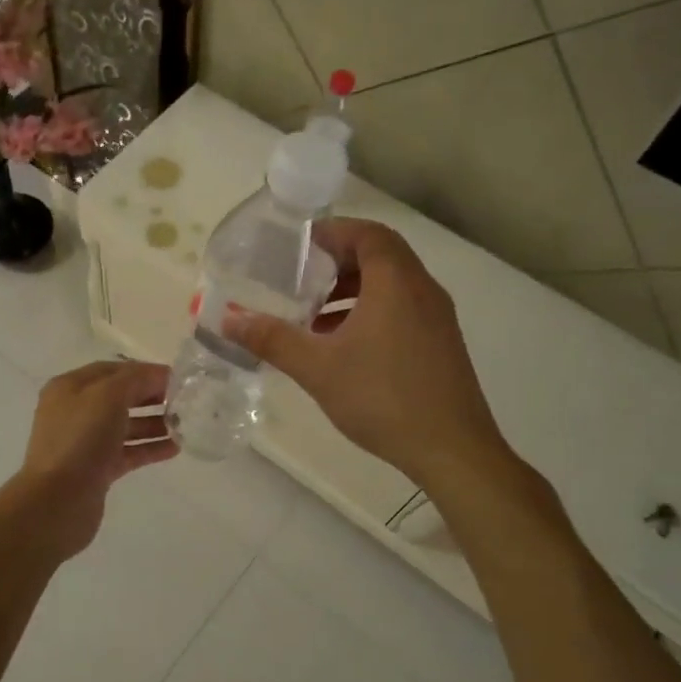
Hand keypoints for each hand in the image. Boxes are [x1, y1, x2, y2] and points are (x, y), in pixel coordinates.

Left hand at [3, 360, 178, 560]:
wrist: (57, 502)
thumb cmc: (80, 440)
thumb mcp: (108, 396)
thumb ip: (135, 379)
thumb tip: (159, 376)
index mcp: (69, 388)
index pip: (112, 370)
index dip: (144, 371)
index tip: (176, 379)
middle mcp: (74, 412)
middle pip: (119, 397)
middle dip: (150, 396)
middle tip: (183, 402)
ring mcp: (84, 443)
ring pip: (124, 426)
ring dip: (154, 423)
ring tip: (184, 426)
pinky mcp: (96, 470)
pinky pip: (127, 452)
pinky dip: (149, 448)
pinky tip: (174, 448)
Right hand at [224, 219, 508, 487]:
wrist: (451, 449)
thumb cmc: (383, 398)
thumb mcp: (318, 368)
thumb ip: (273, 340)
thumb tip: (229, 320)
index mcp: (396, 283)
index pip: (368, 234)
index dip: (333, 232)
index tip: (299, 245)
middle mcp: (422, 290)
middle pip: (380, 255)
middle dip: (338, 262)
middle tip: (301, 278)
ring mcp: (436, 318)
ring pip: (392, 285)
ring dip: (353, 289)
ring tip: (314, 314)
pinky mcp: (440, 344)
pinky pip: (402, 309)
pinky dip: (370, 311)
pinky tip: (342, 346)